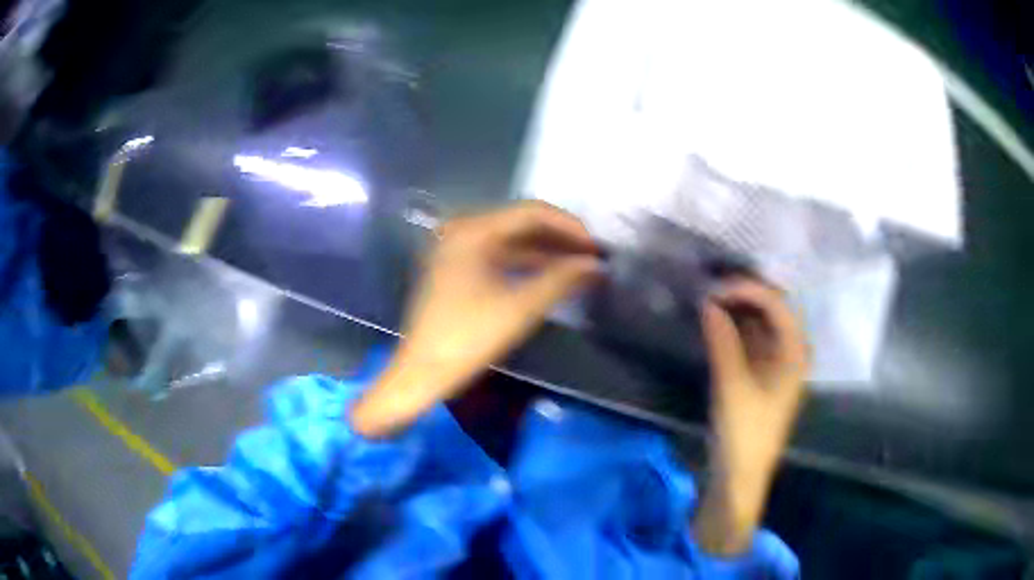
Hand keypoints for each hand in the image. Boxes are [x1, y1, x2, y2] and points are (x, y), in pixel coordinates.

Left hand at [350, 201, 599, 436]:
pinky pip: (500, 255)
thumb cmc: (468, 338)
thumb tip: (596, 265)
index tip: (597, 247)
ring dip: (546, 251)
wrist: (422, 372)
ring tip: (580, 266)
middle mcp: (463, 230)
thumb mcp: (520, 308)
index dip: (569, 226)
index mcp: (473, 230)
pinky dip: (527, 263)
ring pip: (513, 240)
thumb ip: (561, 280)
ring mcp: (458, 248)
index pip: (531, 212)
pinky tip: (552, 275)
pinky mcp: (459, 267)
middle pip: (521, 223)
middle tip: (592, 257)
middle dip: (560, 238)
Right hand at [693, 279, 808, 555]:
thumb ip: (722, 340)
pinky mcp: (761, 375)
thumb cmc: (745, 432)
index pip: (776, 304)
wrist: (741, 474)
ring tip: (710, 301)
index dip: (747, 289)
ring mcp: (776, 363)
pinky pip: (751, 341)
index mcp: (794, 352)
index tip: (715, 289)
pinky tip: (716, 324)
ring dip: (737, 311)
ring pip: (760, 325)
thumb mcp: (732, 384)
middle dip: (743, 295)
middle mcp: (790, 352)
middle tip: (711, 289)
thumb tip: (707, 302)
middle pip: (772, 310)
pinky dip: (735, 330)